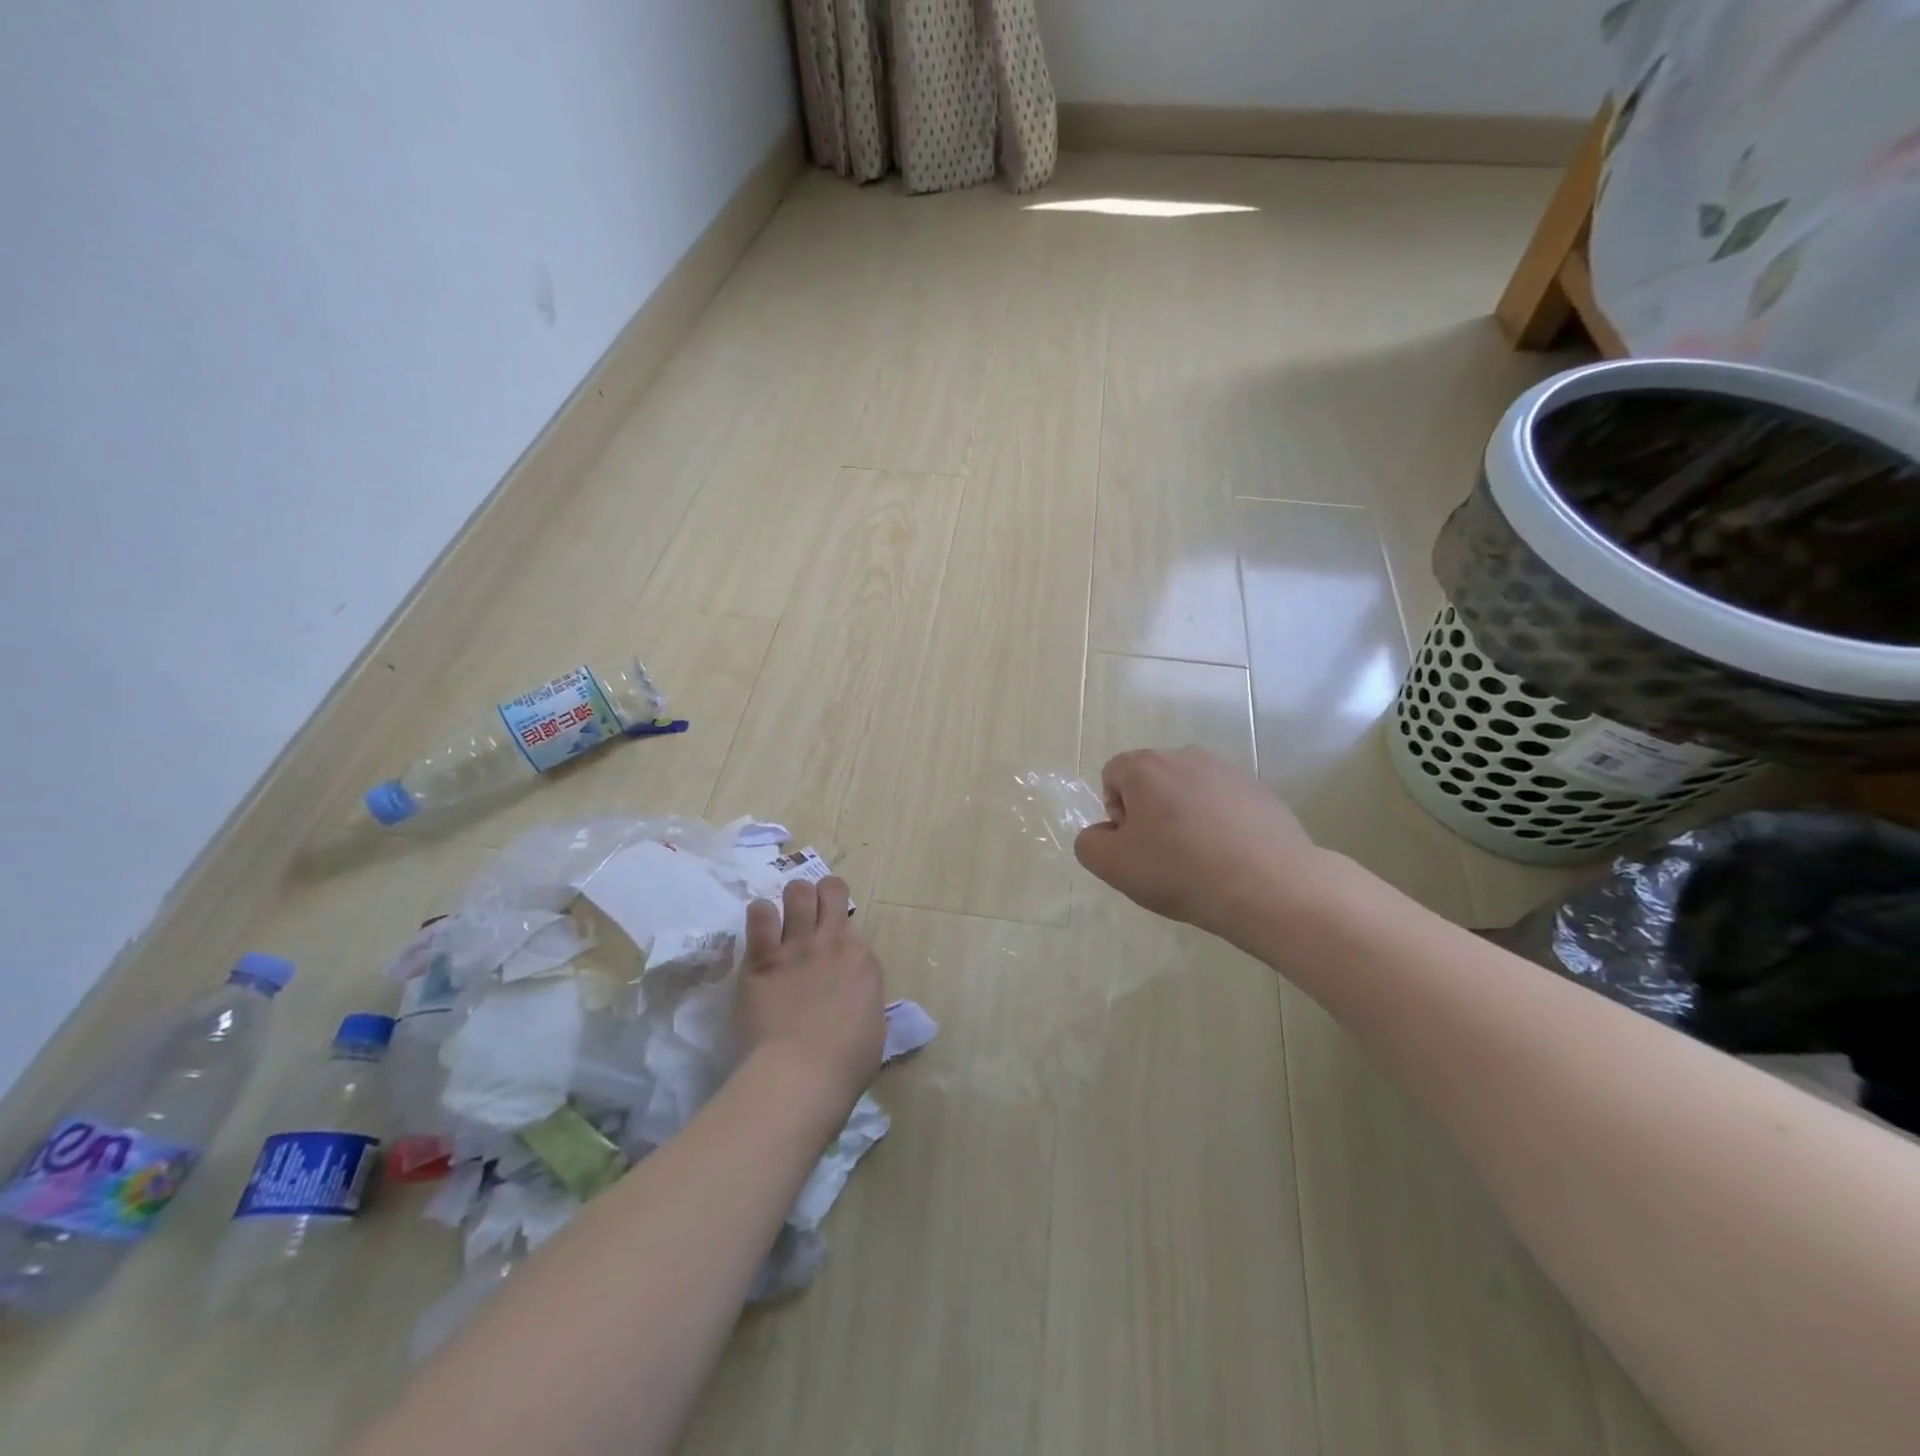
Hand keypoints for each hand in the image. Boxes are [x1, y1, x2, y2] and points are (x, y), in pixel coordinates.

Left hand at [736, 877, 885, 1117]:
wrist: (801, 1074)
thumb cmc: (845, 1064)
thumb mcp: (873, 1028)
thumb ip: (864, 1000)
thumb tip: (854, 999)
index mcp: (863, 960)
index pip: (853, 929)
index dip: (842, 937)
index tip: (833, 956)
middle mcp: (833, 942)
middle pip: (830, 890)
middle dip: (822, 894)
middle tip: (813, 913)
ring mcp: (797, 946)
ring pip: (797, 891)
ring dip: (792, 900)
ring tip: (784, 918)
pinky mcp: (763, 957)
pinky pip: (760, 914)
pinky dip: (760, 915)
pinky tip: (760, 927)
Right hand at [1073, 747, 1327, 939]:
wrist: (1269, 887)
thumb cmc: (1180, 870)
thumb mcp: (1113, 866)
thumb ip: (1090, 843)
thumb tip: (1104, 833)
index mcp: (1147, 767)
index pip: (1113, 774)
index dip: (1115, 811)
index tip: (1134, 845)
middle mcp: (1187, 757)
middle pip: (1152, 781)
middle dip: (1150, 813)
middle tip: (1163, 855)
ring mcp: (1229, 772)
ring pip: (1189, 792)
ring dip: (1185, 818)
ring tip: (1199, 860)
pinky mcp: (1260, 793)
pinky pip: (1224, 805)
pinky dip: (1219, 825)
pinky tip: (1229, 859)